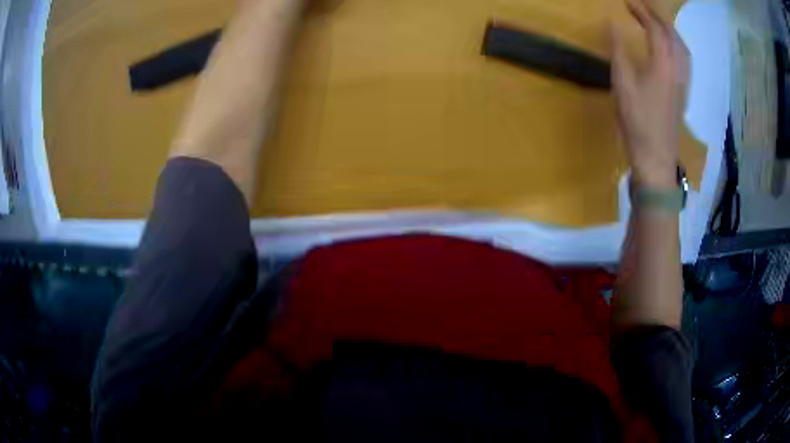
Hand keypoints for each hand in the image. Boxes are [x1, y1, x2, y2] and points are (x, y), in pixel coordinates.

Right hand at [610, 0, 689, 188]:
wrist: (656, 158)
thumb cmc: (638, 121)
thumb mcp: (622, 84)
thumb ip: (618, 51)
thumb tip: (612, 24)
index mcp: (664, 65)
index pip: (656, 29)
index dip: (643, 12)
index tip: (628, 2)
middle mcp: (678, 70)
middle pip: (673, 36)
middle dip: (658, 17)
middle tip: (643, 8)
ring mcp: (683, 83)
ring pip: (682, 49)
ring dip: (670, 31)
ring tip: (657, 23)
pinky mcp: (682, 93)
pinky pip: (684, 61)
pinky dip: (676, 46)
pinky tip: (670, 49)